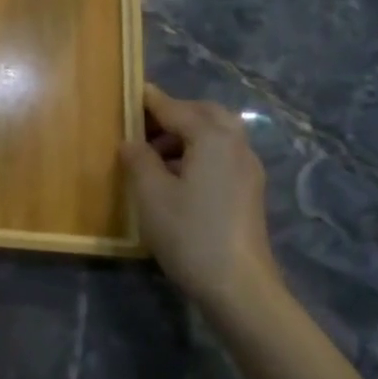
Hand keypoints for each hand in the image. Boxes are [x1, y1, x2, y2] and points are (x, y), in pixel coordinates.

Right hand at [121, 83, 284, 325]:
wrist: (239, 286)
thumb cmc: (190, 233)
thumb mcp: (151, 193)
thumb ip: (138, 158)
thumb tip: (132, 142)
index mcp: (212, 137)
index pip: (175, 108)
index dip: (149, 101)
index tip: (129, 91)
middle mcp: (236, 145)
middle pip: (204, 113)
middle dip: (174, 113)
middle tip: (142, 126)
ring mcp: (247, 169)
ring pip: (216, 134)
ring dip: (186, 134)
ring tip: (154, 155)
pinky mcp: (249, 191)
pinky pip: (222, 155)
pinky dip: (198, 152)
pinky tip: (176, 176)